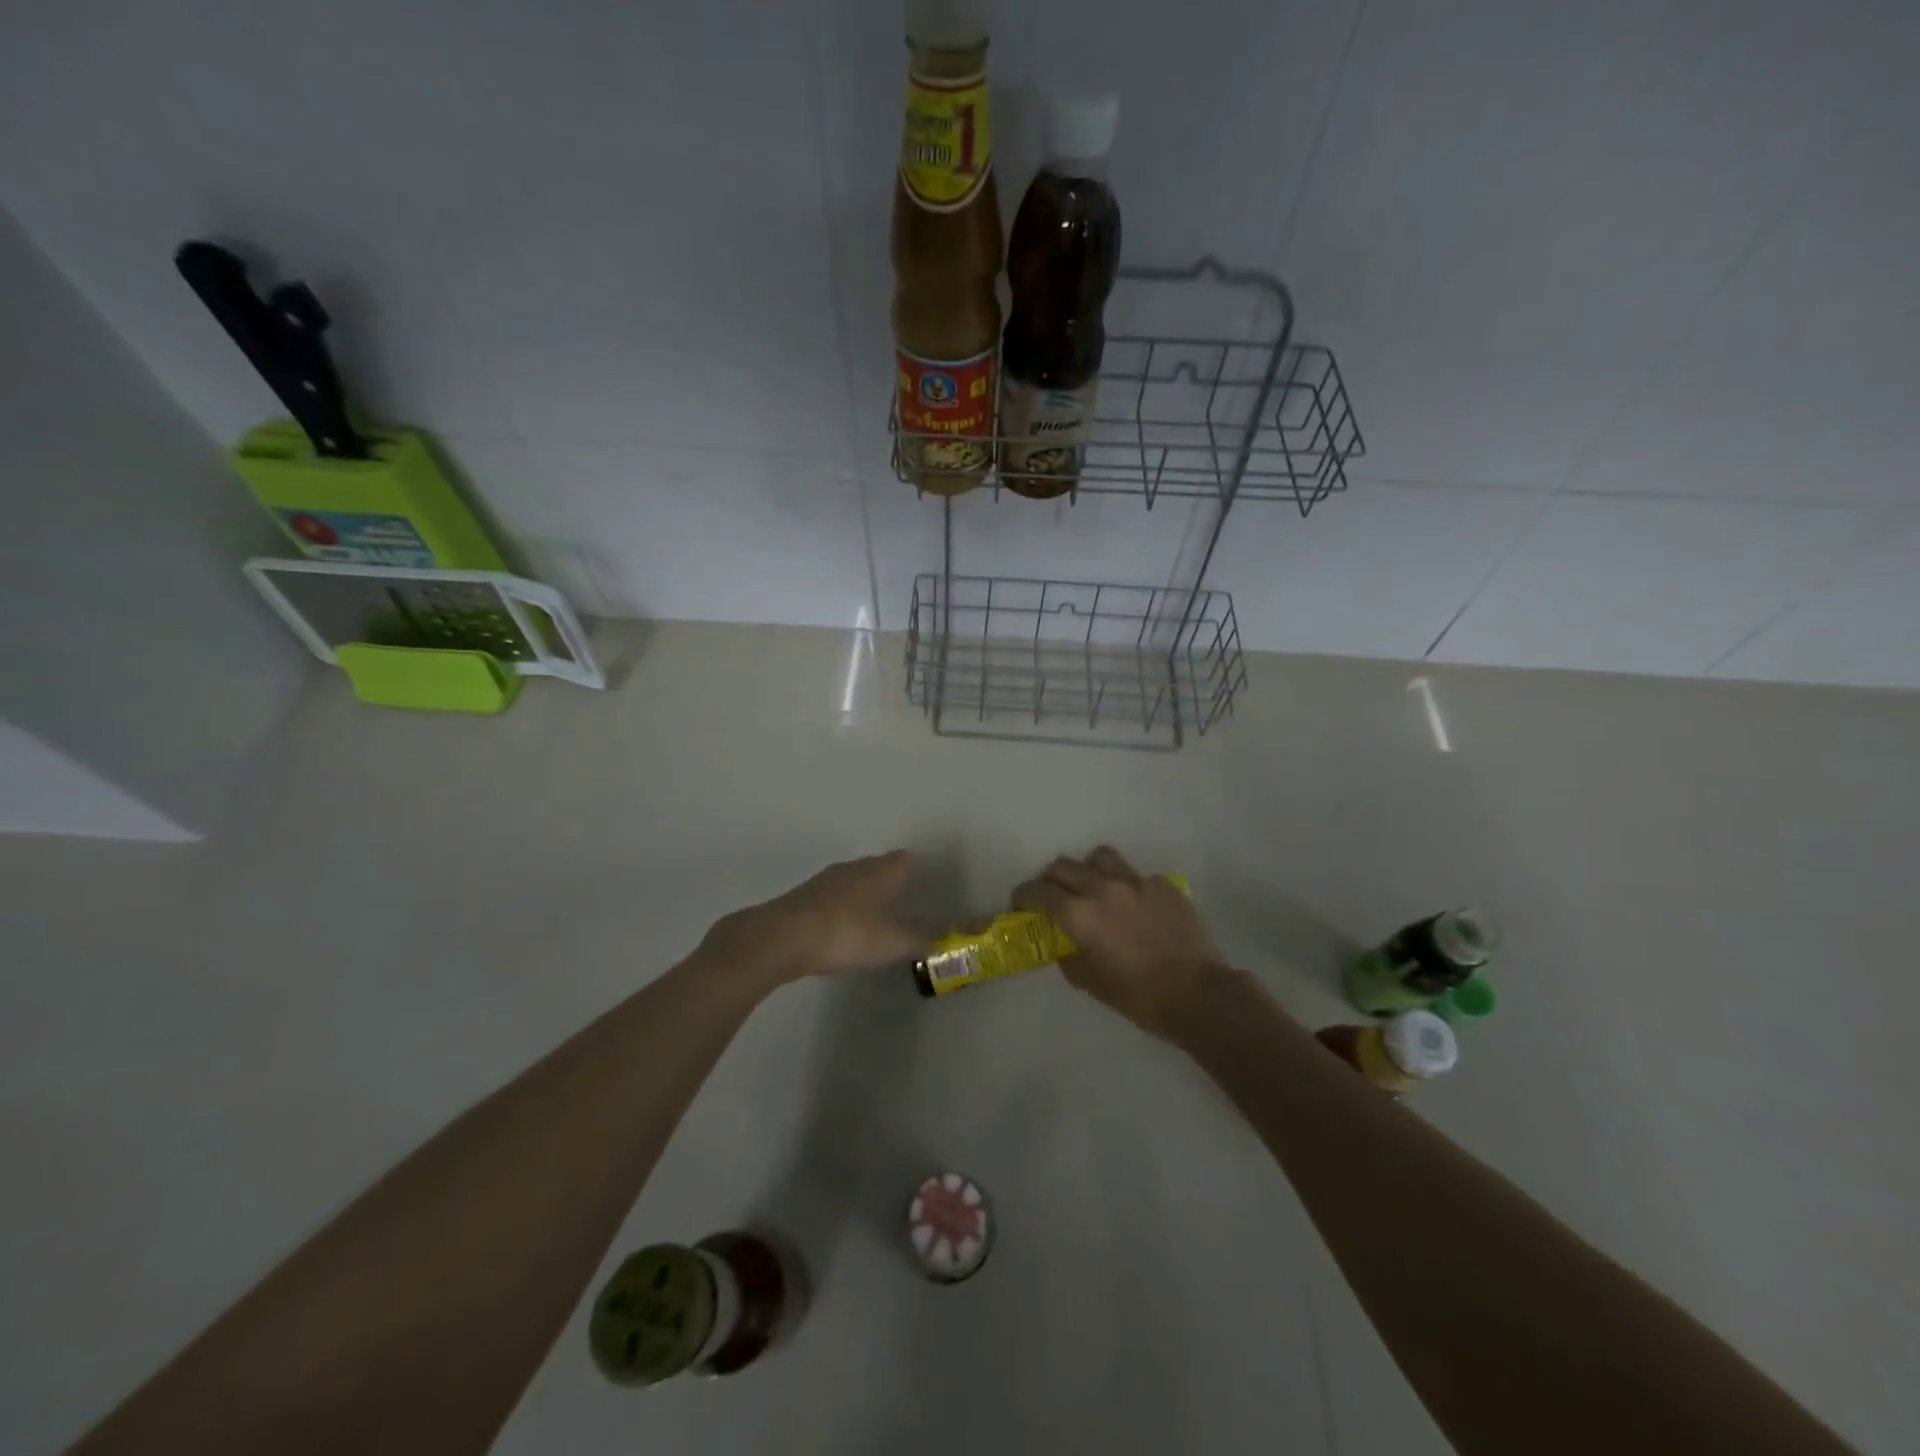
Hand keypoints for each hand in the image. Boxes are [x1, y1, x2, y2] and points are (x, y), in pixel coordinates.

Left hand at [702, 850, 923, 989]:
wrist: (783, 938)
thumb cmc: (847, 933)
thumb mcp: (891, 943)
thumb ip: (917, 941)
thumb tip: (939, 941)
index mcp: (880, 871)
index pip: (903, 859)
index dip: (913, 866)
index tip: (922, 877)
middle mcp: (854, 868)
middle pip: (877, 866)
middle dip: (888, 880)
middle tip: (901, 897)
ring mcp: (825, 880)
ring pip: (852, 880)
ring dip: (862, 893)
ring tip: (873, 913)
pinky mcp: (803, 898)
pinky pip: (831, 898)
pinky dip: (840, 908)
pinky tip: (841, 927)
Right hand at [1013, 847, 1228, 1038]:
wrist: (1198, 995)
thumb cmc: (1139, 996)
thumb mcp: (1091, 983)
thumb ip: (1070, 956)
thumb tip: (1066, 943)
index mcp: (1079, 914)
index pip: (1037, 891)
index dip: (1023, 895)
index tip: (1020, 904)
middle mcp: (1102, 888)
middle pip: (1063, 866)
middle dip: (1050, 879)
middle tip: (1052, 896)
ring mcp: (1135, 882)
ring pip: (1099, 856)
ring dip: (1087, 868)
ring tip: (1091, 886)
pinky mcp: (1162, 885)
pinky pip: (1135, 875)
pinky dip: (1125, 885)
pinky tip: (1133, 905)